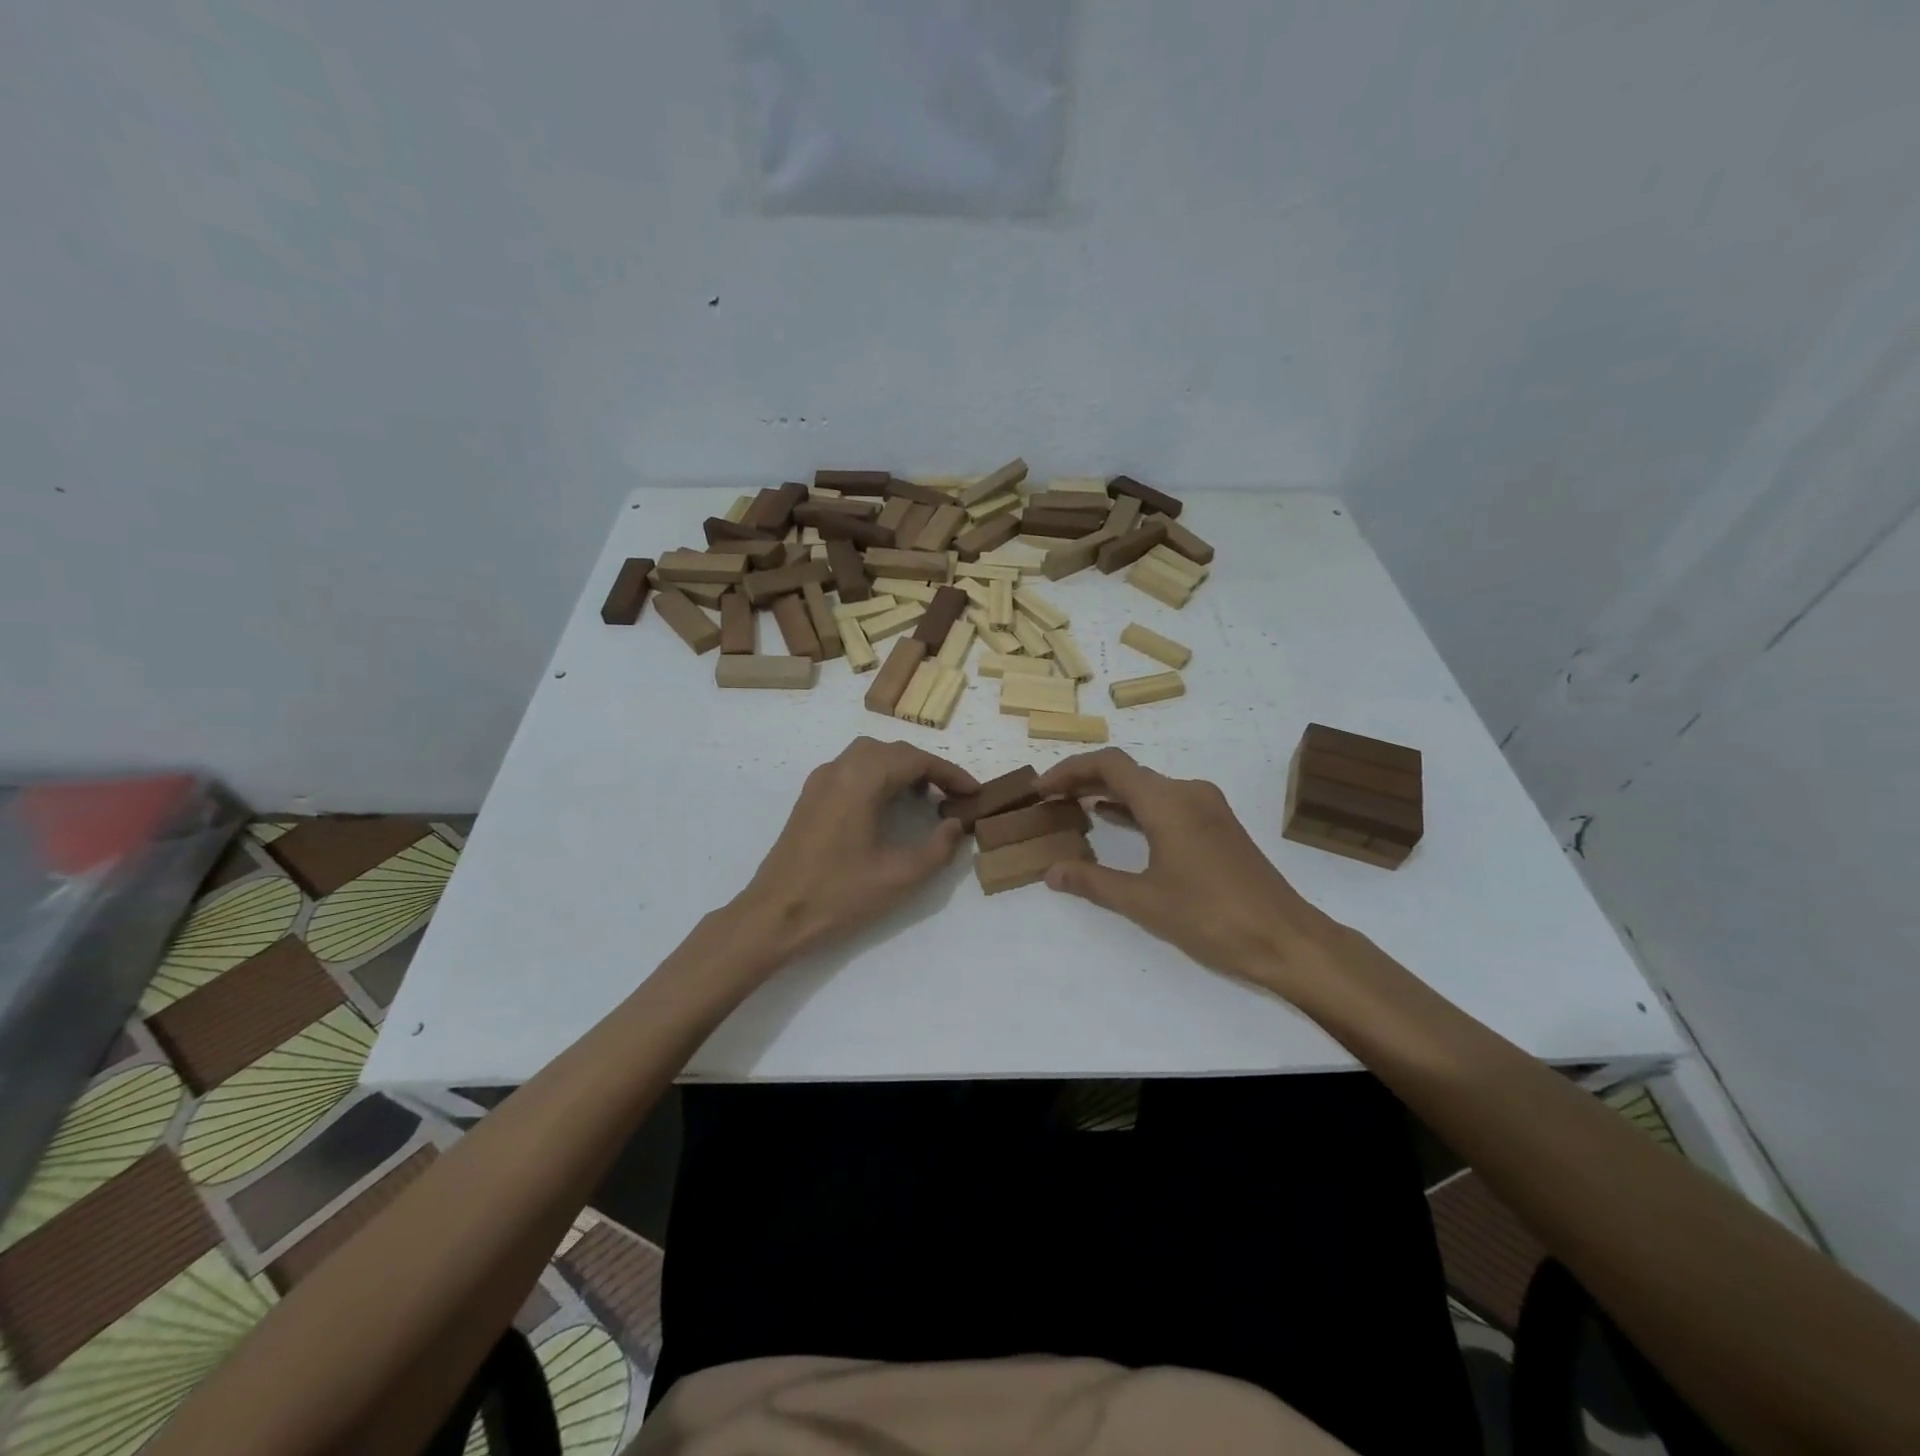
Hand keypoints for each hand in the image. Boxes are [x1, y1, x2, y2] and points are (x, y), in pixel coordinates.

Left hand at [732, 737, 977, 961]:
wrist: (774, 915)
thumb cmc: (838, 895)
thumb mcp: (900, 876)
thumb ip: (937, 848)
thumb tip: (955, 825)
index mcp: (860, 780)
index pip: (915, 760)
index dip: (950, 773)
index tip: (975, 792)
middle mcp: (839, 769)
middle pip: (892, 751)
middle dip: (927, 768)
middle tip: (953, 794)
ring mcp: (820, 781)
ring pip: (870, 756)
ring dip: (901, 769)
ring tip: (926, 798)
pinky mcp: (810, 796)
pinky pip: (851, 770)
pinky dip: (878, 776)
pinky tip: (889, 805)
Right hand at [1034, 749, 1349, 999]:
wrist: (1286, 939)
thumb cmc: (1211, 917)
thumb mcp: (1143, 901)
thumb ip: (1093, 882)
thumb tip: (1051, 872)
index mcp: (1167, 801)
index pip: (1109, 765)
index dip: (1069, 770)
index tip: (1041, 789)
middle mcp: (1188, 792)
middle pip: (1127, 772)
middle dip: (1084, 780)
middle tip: (1049, 799)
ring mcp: (1207, 808)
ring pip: (1148, 787)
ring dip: (1110, 794)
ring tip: (1072, 808)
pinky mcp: (1218, 826)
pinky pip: (1166, 804)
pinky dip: (1135, 808)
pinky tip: (1114, 823)